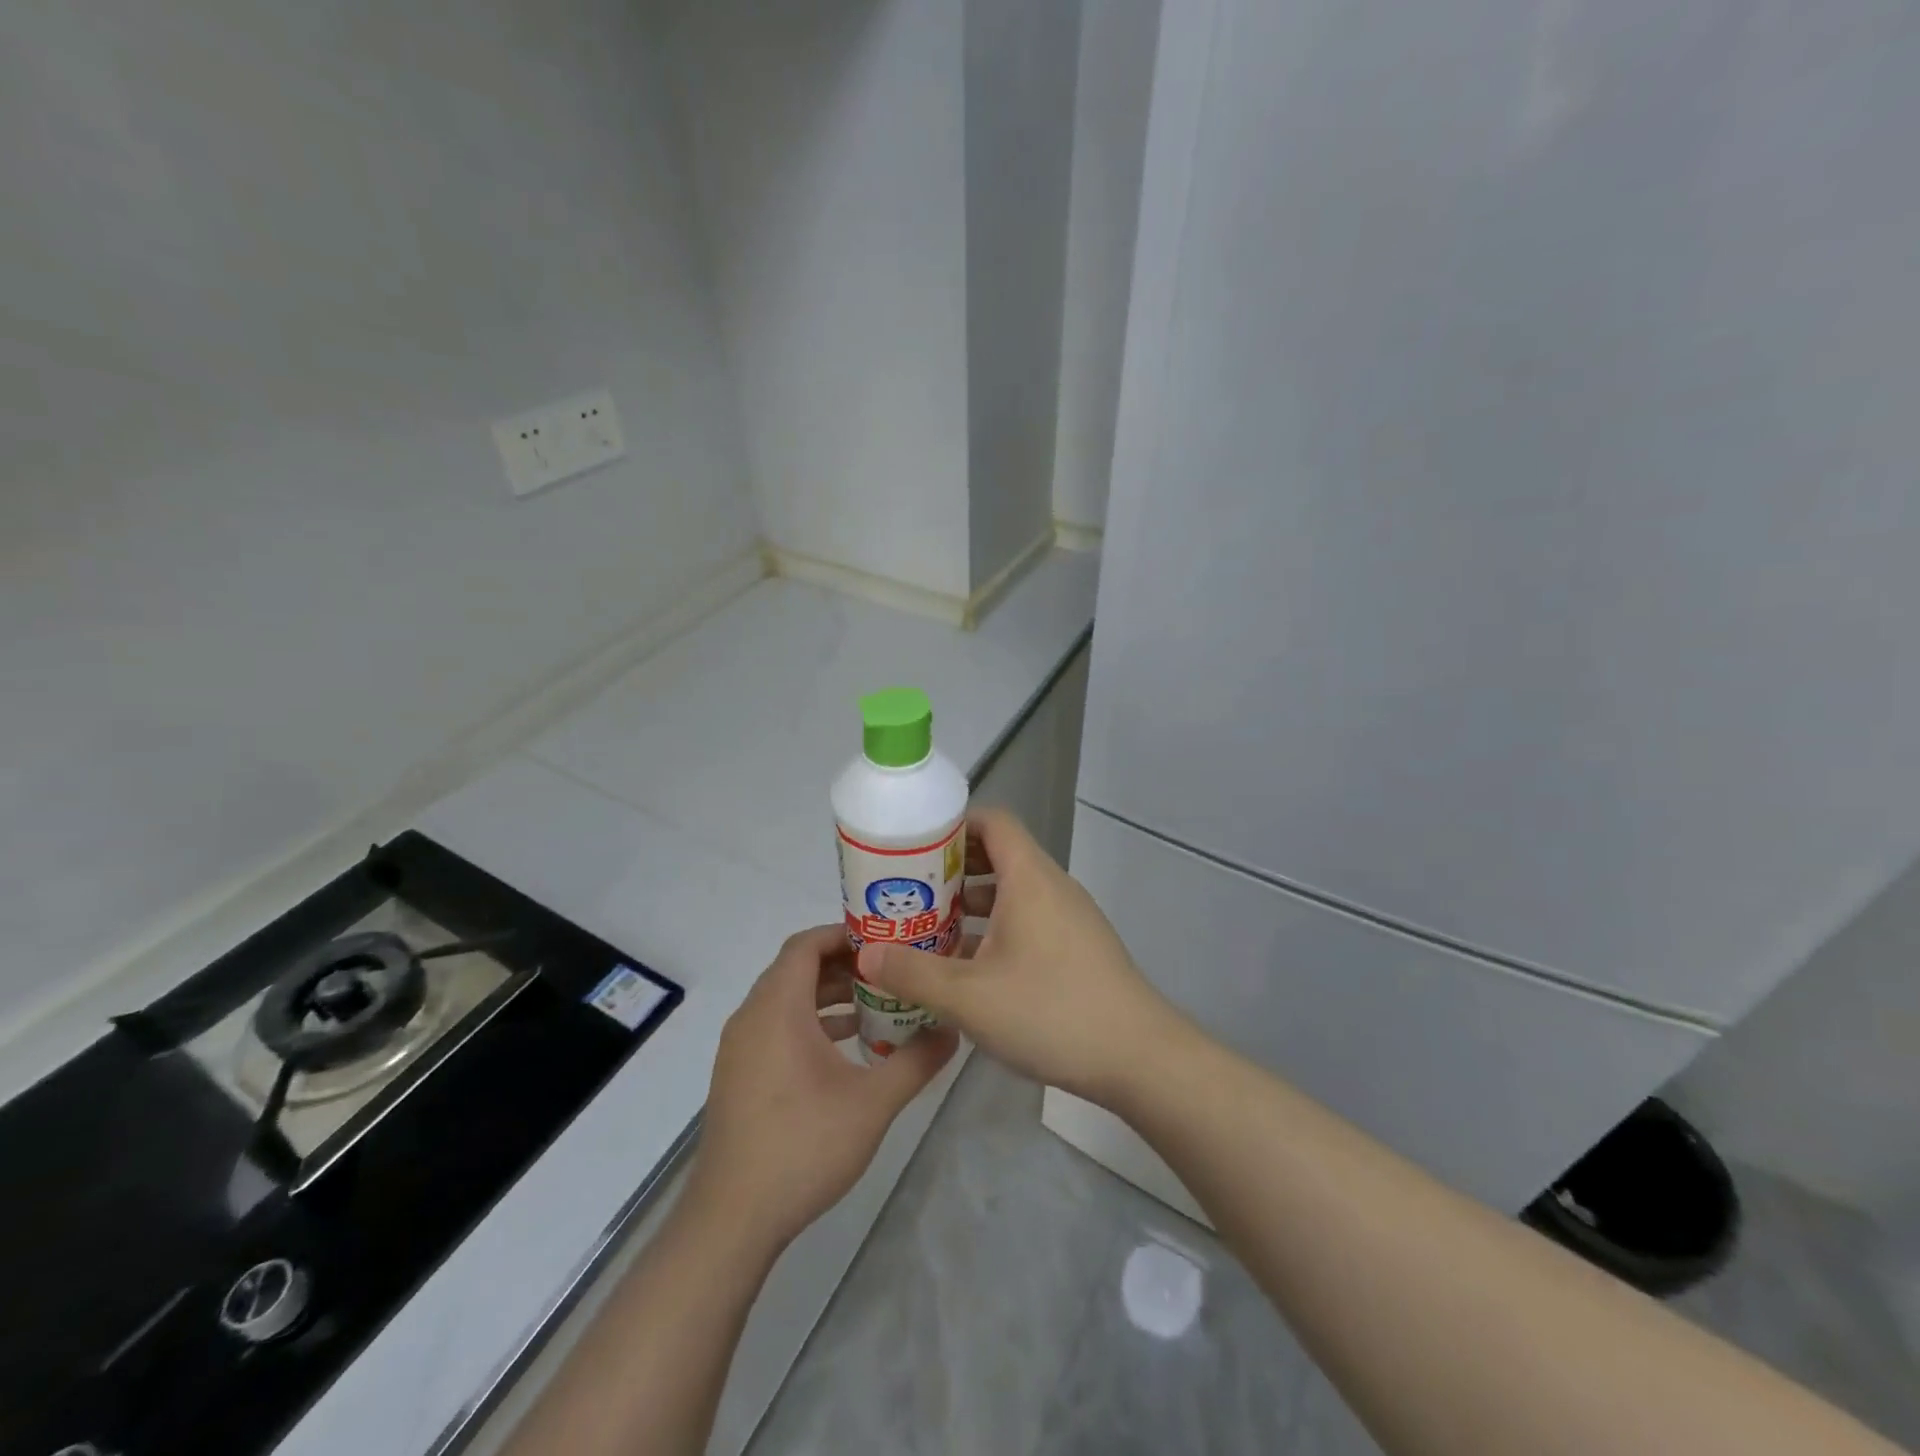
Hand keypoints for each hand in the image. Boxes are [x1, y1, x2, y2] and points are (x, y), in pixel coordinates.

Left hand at [688, 925, 957, 1253]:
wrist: (732, 1219)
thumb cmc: (803, 1146)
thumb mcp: (873, 1103)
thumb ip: (916, 1060)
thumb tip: (952, 1029)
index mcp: (777, 1007)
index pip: (806, 944)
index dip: (844, 934)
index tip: (885, 940)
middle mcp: (752, 1017)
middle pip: (797, 969)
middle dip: (844, 965)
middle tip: (890, 971)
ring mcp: (740, 1048)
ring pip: (786, 1000)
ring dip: (828, 996)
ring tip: (876, 1006)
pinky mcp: (738, 1075)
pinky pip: (776, 1027)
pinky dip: (810, 1024)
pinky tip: (846, 1049)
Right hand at [856, 809, 1178, 1106]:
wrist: (1139, 1058)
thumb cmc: (1051, 1011)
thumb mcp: (969, 997)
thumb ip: (913, 973)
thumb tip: (865, 955)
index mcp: (1029, 878)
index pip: (993, 821)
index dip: (953, 824)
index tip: (913, 847)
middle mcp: (1051, 887)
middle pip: (997, 855)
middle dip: (950, 870)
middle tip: (907, 894)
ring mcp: (1069, 918)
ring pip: (1011, 894)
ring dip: (970, 906)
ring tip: (928, 932)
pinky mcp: (1077, 949)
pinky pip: (1027, 922)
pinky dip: (994, 931)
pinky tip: (968, 970)